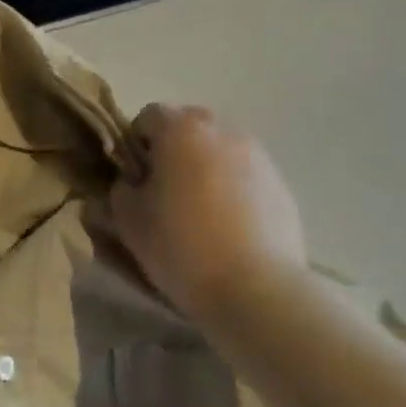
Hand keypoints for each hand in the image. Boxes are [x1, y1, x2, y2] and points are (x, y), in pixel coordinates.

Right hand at [109, 105, 307, 323]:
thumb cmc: (181, 246)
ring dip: (206, 168)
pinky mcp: (283, 188)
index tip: (133, 176)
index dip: (135, 143)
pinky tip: (228, 228)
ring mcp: (259, 158)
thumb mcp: (128, 219)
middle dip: (173, 151)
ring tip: (199, 212)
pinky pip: (246, 177)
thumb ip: (122, 189)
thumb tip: (132, 183)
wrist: (257, 291)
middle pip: (189, 127)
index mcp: (182, 130)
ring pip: (220, 151)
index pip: (148, 116)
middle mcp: (223, 132)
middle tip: (164, 191)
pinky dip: (233, 190)